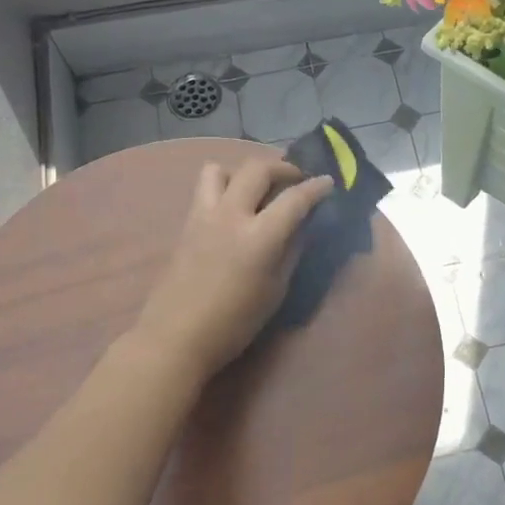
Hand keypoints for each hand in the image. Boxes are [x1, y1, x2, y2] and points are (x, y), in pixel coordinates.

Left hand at [131, 158, 335, 380]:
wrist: (176, 337)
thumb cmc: (234, 323)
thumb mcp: (275, 291)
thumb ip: (291, 252)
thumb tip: (301, 227)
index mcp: (259, 237)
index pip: (294, 199)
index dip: (316, 188)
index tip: (328, 182)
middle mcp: (231, 216)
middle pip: (257, 169)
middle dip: (282, 168)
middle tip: (296, 180)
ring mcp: (204, 216)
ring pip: (221, 169)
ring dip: (243, 173)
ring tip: (255, 191)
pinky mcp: (186, 224)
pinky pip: (205, 189)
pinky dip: (224, 187)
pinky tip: (233, 210)